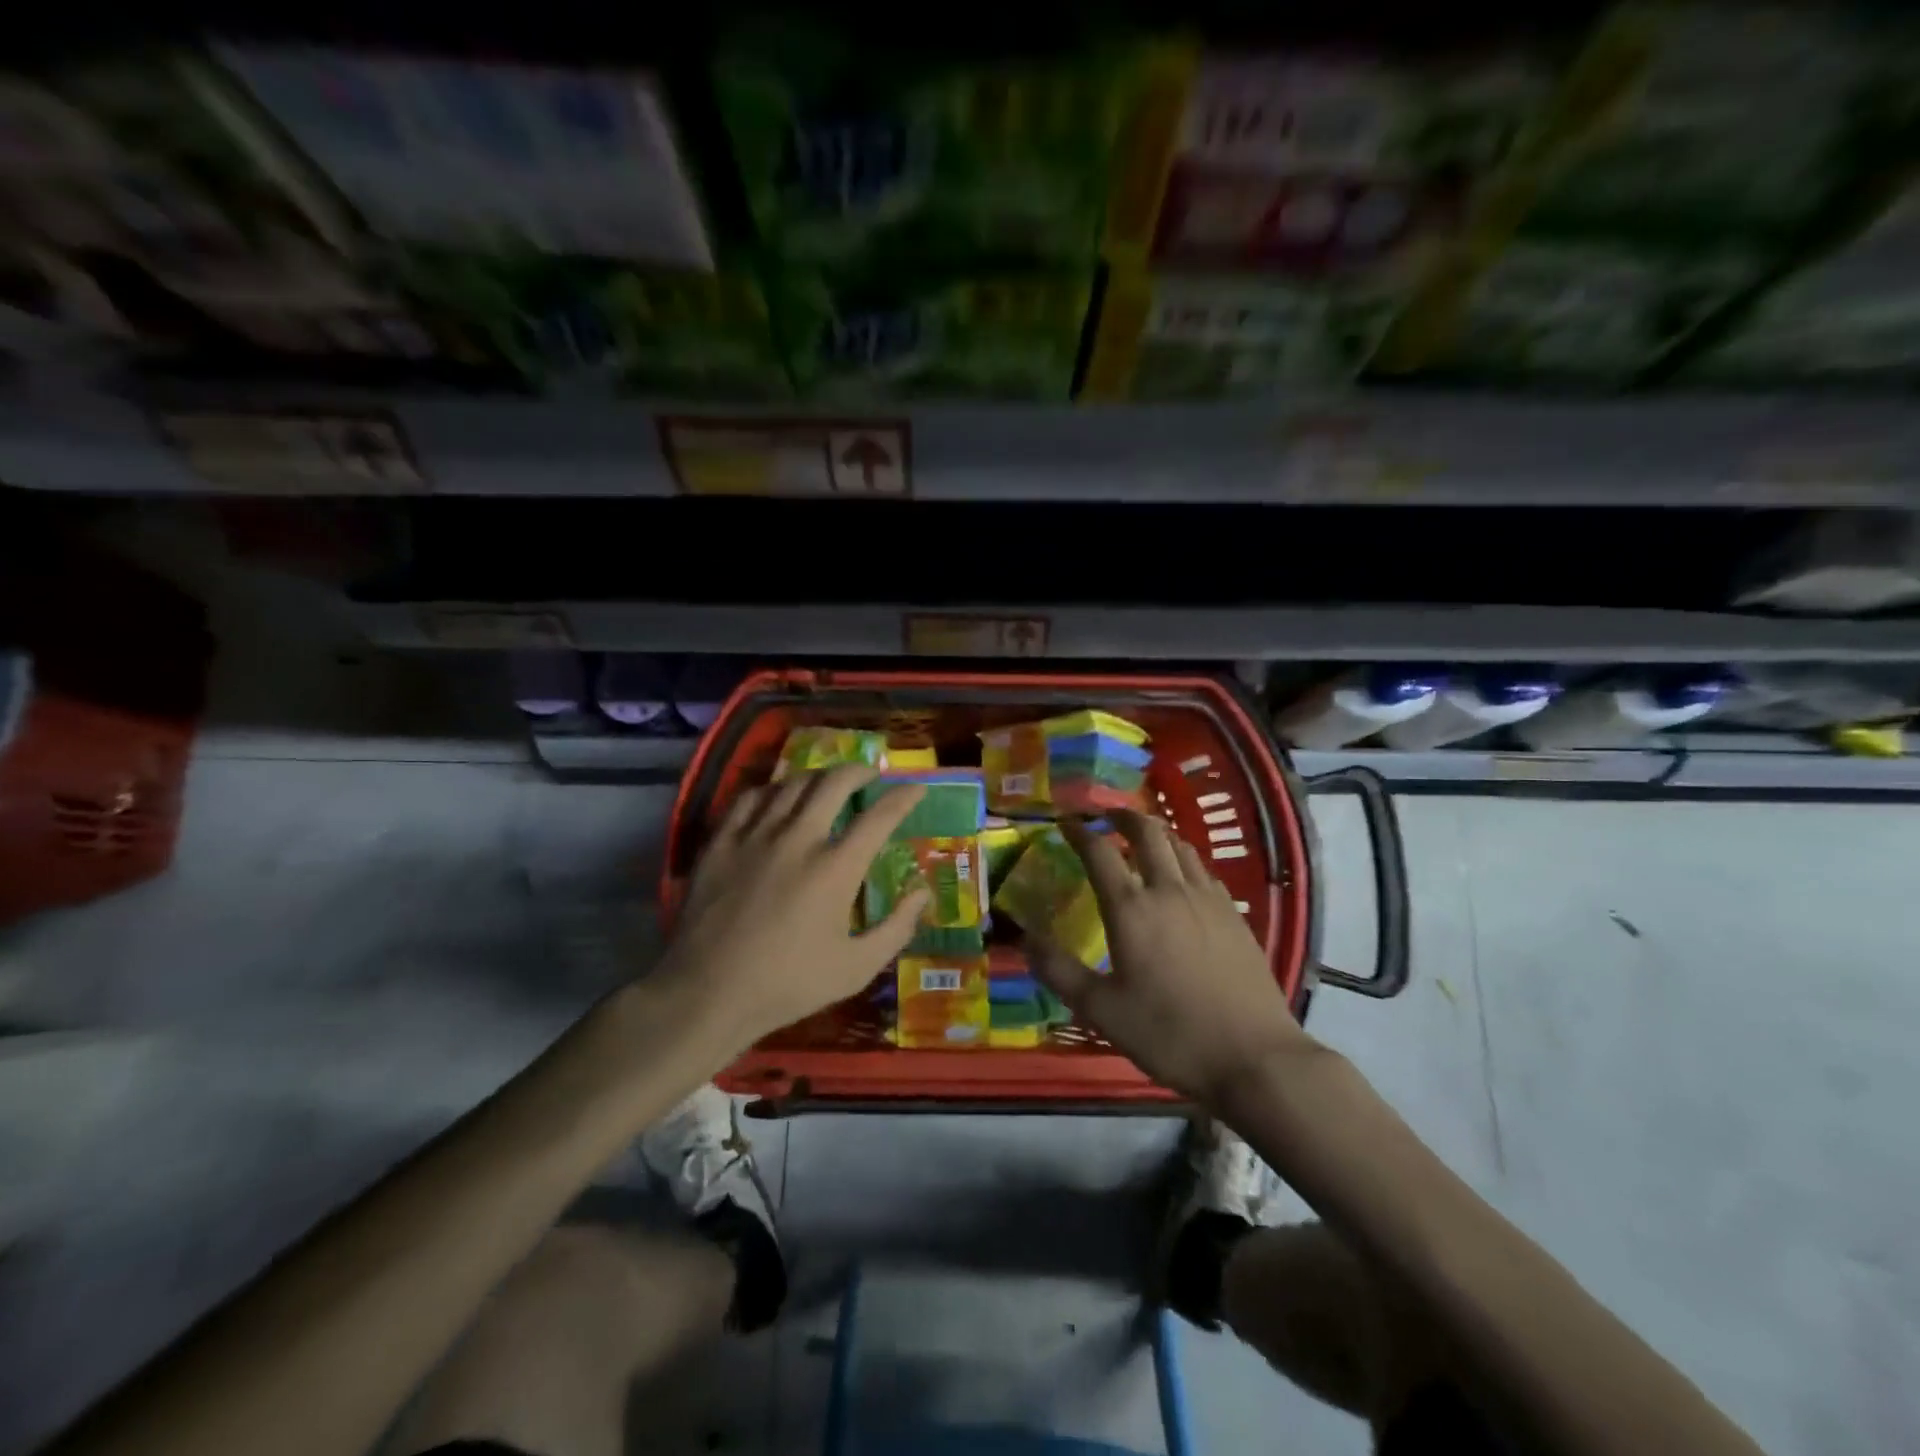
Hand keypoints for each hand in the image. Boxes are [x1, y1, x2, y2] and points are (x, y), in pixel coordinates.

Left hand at [658, 765, 928, 1053]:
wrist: (707, 993)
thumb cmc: (788, 984)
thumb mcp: (856, 968)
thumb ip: (897, 928)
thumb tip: (922, 893)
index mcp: (835, 868)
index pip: (879, 816)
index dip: (904, 797)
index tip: (916, 790)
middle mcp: (798, 838)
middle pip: (834, 782)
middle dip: (860, 771)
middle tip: (870, 776)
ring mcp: (755, 835)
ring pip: (791, 784)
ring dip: (818, 777)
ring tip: (827, 784)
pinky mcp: (721, 842)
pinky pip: (750, 798)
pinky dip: (772, 790)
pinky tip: (777, 799)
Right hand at [1030, 810, 1317, 1107]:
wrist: (1254, 1056)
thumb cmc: (1170, 1033)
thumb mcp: (1102, 1010)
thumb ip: (1059, 971)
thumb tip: (1025, 939)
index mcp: (1131, 908)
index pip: (1099, 852)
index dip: (1079, 832)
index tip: (1066, 823)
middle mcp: (1169, 890)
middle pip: (1147, 832)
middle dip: (1123, 816)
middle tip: (1107, 816)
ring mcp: (1207, 899)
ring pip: (1180, 846)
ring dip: (1157, 833)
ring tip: (1143, 838)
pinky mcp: (1234, 914)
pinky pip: (1202, 870)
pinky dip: (1183, 859)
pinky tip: (1181, 878)